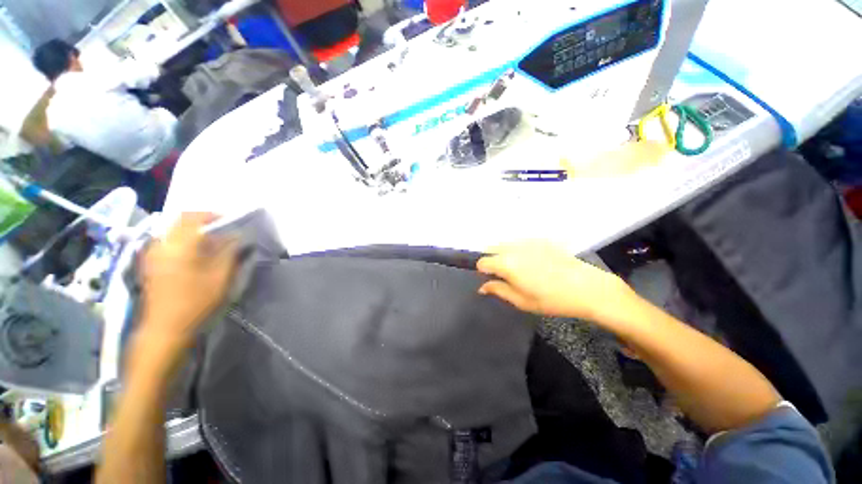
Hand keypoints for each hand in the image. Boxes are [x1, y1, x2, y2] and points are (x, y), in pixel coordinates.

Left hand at [138, 213, 238, 351]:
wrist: (165, 328)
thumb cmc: (196, 302)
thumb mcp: (220, 277)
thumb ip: (230, 253)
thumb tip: (238, 237)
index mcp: (180, 246)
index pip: (192, 217)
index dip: (212, 215)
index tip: (229, 221)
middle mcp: (162, 245)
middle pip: (180, 221)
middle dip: (202, 221)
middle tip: (221, 230)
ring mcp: (153, 254)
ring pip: (172, 231)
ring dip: (191, 230)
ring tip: (209, 242)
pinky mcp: (150, 264)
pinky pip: (167, 242)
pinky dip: (182, 240)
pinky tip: (193, 254)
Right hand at [477, 241, 632, 323]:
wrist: (588, 288)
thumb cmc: (552, 299)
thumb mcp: (521, 301)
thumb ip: (498, 290)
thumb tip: (482, 287)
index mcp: (506, 263)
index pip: (482, 261)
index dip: (483, 271)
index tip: (491, 280)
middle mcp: (514, 248)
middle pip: (491, 249)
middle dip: (491, 260)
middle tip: (504, 276)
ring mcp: (528, 241)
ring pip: (505, 244)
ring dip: (503, 254)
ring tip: (518, 269)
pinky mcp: (540, 240)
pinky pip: (520, 242)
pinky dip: (517, 250)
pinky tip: (532, 263)